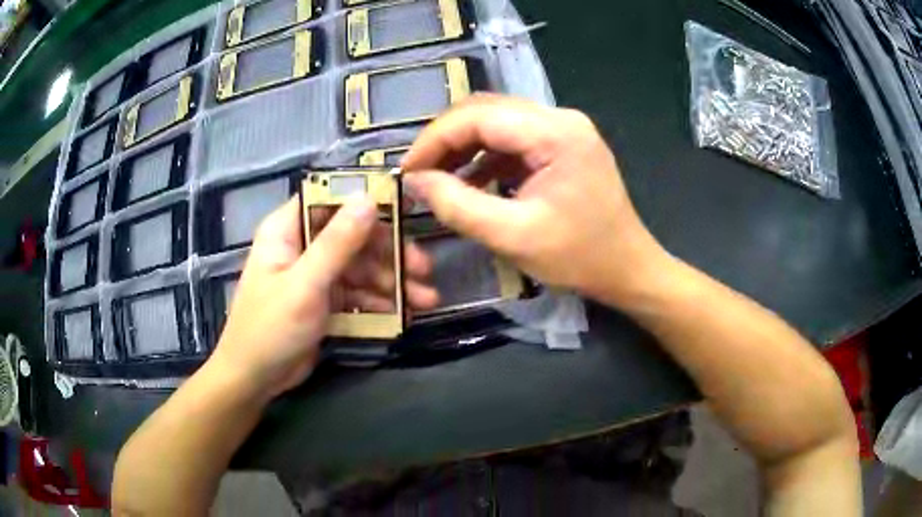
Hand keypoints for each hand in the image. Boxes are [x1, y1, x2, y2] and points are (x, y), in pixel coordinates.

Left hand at [209, 197, 438, 398]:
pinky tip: (404, 314)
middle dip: (389, 253)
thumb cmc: (270, 328)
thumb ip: (337, 243)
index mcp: (287, 230)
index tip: (405, 208)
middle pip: (353, 236)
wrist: (255, 379)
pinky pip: (357, 293)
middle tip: (423, 268)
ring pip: (360, 267)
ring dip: (392, 282)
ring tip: (425, 299)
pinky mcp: (325, 301)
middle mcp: (302, 246)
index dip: (366, 200)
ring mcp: (315, 274)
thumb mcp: (304, 285)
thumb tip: (368, 199)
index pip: (329, 199)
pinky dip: (380, 302)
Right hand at [402, 94, 666, 305]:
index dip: (434, 139)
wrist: (628, 268)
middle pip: (486, 111)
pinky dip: (485, 157)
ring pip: (497, 122)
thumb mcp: (513, 237)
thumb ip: (458, 206)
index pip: (478, 116)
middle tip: (419, 174)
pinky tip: (470, 182)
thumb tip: (415, 181)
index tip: (407, 171)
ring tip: (438, 180)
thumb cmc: (580, 258)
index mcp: (555, 133)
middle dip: (445, 140)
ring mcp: (563, 129)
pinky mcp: (562, 145)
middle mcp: (560, 118)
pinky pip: (513, 139)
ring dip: (463, 147)